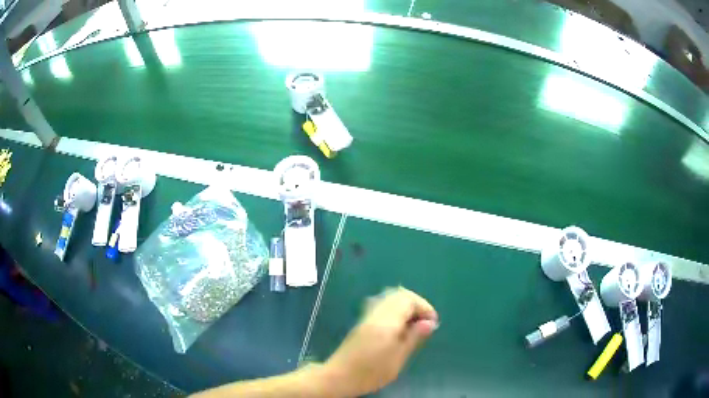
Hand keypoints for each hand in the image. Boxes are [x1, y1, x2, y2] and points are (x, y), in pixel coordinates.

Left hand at [323, 287, 437, 396]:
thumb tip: (429, 322)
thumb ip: (414, 337)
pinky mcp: (362, 322)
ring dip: (405, 307)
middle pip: (399, 295)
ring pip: (390, 299)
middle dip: (416, 304)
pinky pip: (382, 306)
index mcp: (386, 321)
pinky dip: (395, 311)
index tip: (432, 323)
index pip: (408, 300)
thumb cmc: (371, 372)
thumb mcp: (398, 358)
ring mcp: (367, 316)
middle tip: (424, 323)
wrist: (339, 377)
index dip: (424, 307)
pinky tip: (398, 328)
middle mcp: (376, 313)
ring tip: (413, 326)